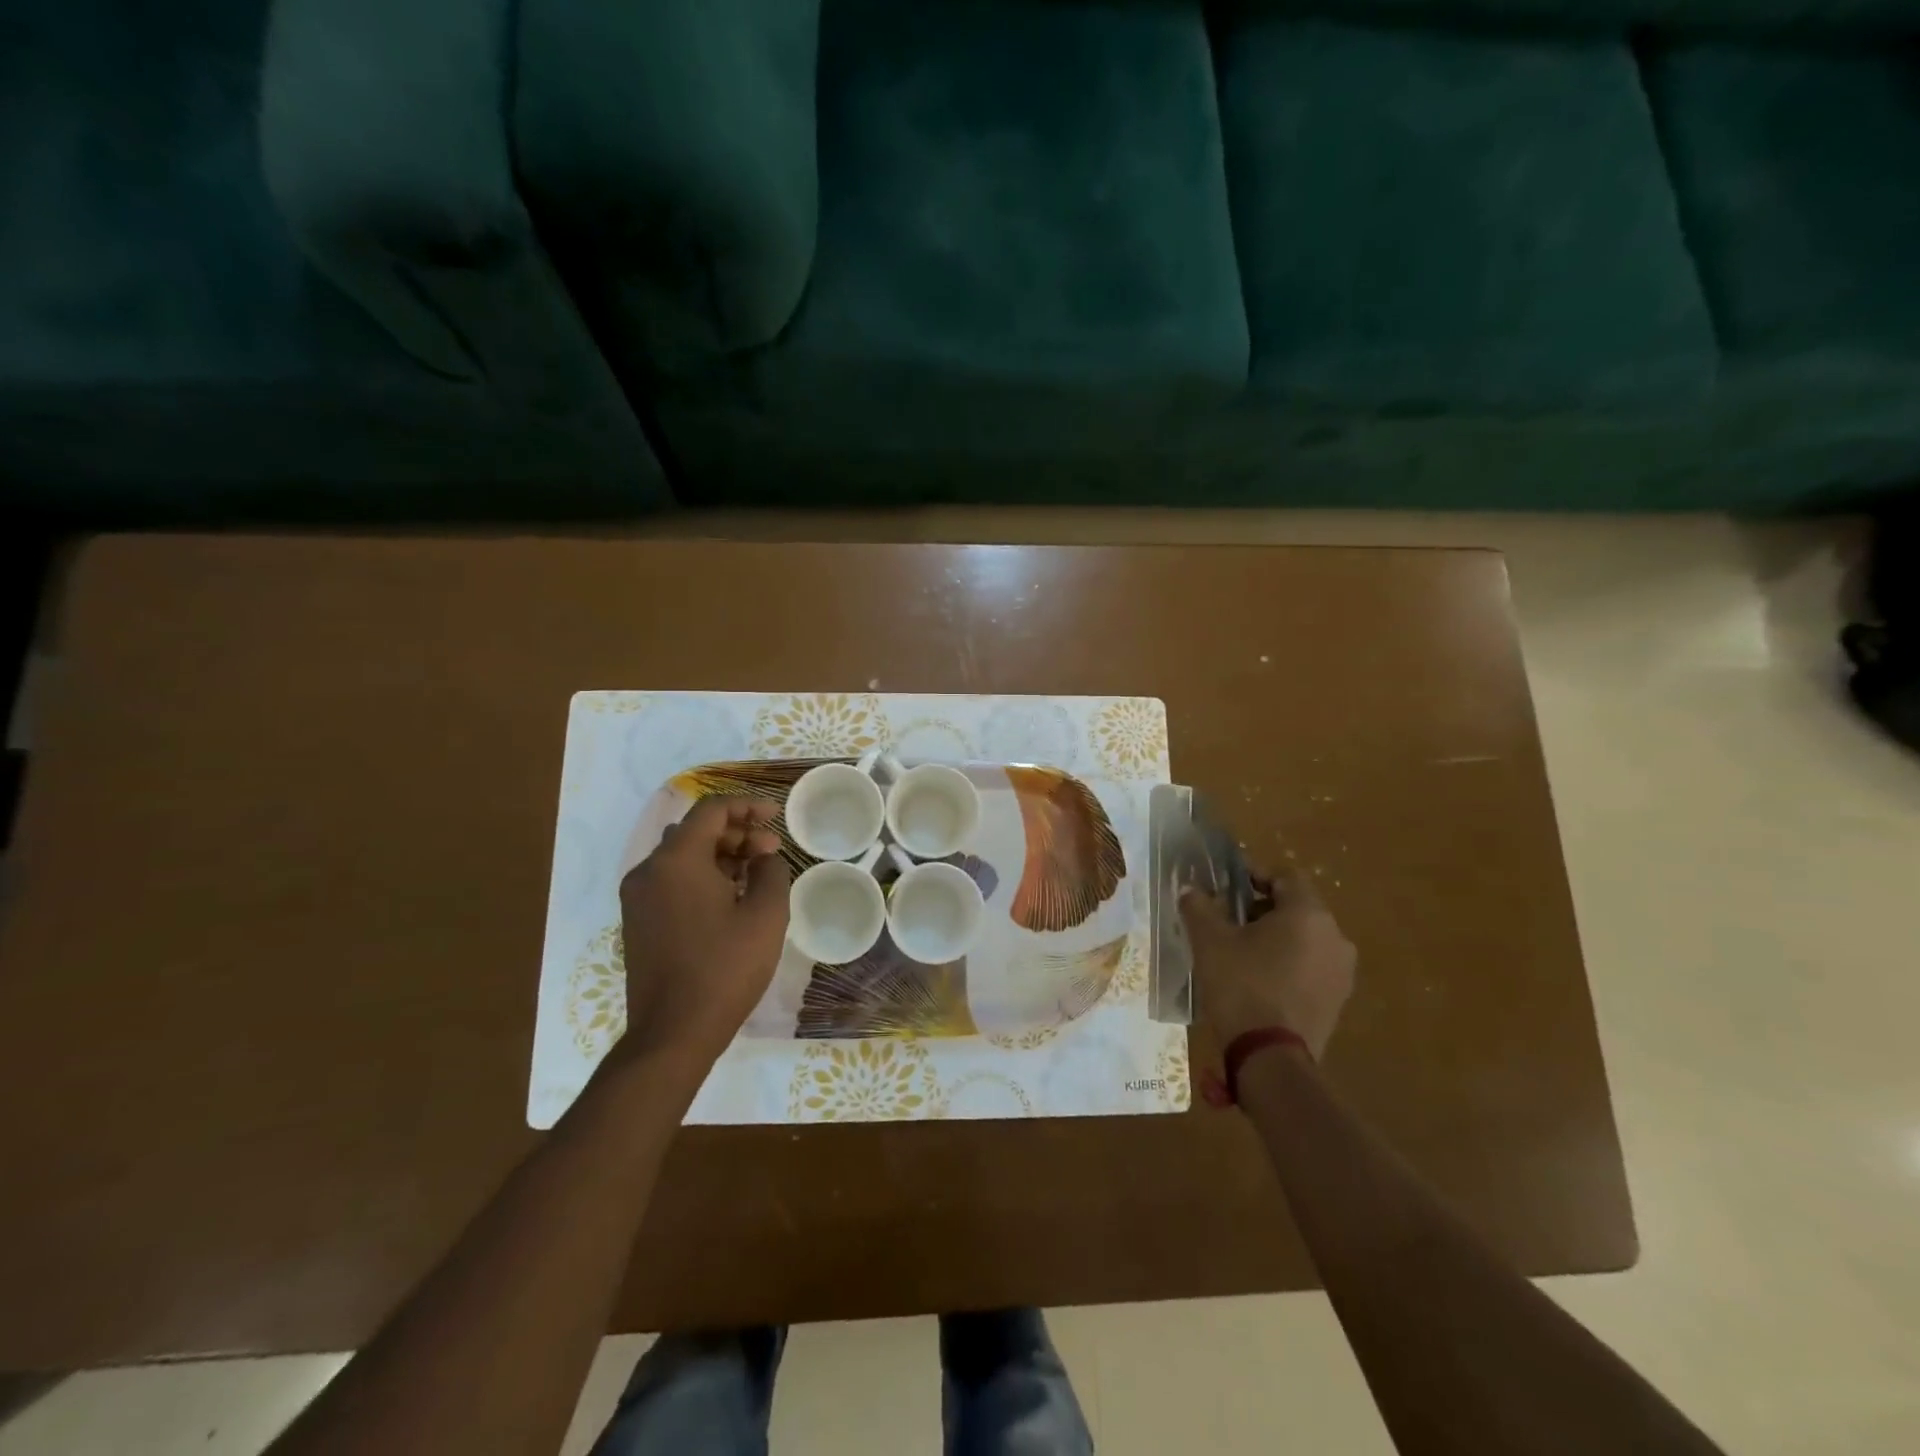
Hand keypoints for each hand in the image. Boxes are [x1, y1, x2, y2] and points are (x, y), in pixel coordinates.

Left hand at [614, 796, 789, 1075]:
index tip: (776, 816)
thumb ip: (771, 871)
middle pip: (695, 831)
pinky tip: (730, 899)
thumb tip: (763, 858)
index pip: (712, 810)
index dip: (747, 806)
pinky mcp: (637, 922)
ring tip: (755, 874)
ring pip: (682, 856)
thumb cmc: (725, 968)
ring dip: (720, 855)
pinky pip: (671, 881)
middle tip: (770, 851)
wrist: (673, 1033)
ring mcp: (638, 898)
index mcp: (677, 860)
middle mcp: (649, 870)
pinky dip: (701, 876)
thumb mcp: (766, 914)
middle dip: (736, 832)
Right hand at [1180, 867, 1355, 1061]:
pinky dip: (1288, 963)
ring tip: (1240, 950)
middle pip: (1296, 907)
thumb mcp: (1209, 941)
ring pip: (1305, 938)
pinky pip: (1311, 966)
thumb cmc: (1242, 986)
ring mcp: (1341, 971)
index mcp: (1309, 913)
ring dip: (1275, 936)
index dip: (1253, 874)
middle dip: (1261, 908)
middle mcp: (1335, 936)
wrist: (1271, 1058)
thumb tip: (1189, 889)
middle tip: (1227, 919)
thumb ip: (1199, 907)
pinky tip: (1259, 978)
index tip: (1225, 885)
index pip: (1284, 875)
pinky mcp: (1338, 1000)